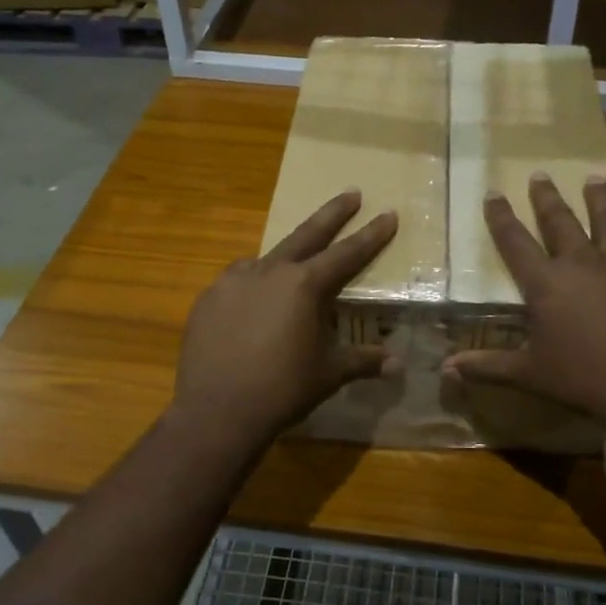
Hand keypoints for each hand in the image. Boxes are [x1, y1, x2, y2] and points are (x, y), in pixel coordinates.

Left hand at [172, 190, 397, 446]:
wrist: (217, 411)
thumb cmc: (282, 389)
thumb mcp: (328, 373)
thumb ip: (362, 361)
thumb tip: (397, 364)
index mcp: (304, 285)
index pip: (347, 253)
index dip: (371, 234)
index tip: (388, 213)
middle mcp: (269, 272)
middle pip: (307, 234)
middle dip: (332, 213)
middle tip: (350, 193)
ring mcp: (233, 281)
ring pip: (266, 259)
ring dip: (286, 256)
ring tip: (293, 265)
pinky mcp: (208, 299)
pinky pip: (237, 282)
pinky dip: (252, 285)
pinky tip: (253, 303)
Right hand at [445, 173, 605, 425]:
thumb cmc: (582, 378)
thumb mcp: (530, 373)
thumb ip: (488, 365)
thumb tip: (445, 368)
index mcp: (546, 283)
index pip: (515, 240)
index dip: (501, 216)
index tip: (493, 192)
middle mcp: (581, 263)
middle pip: (560, 220)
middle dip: (546, 197)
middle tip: (540, 174)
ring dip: (598, 199)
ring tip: (595, 180)